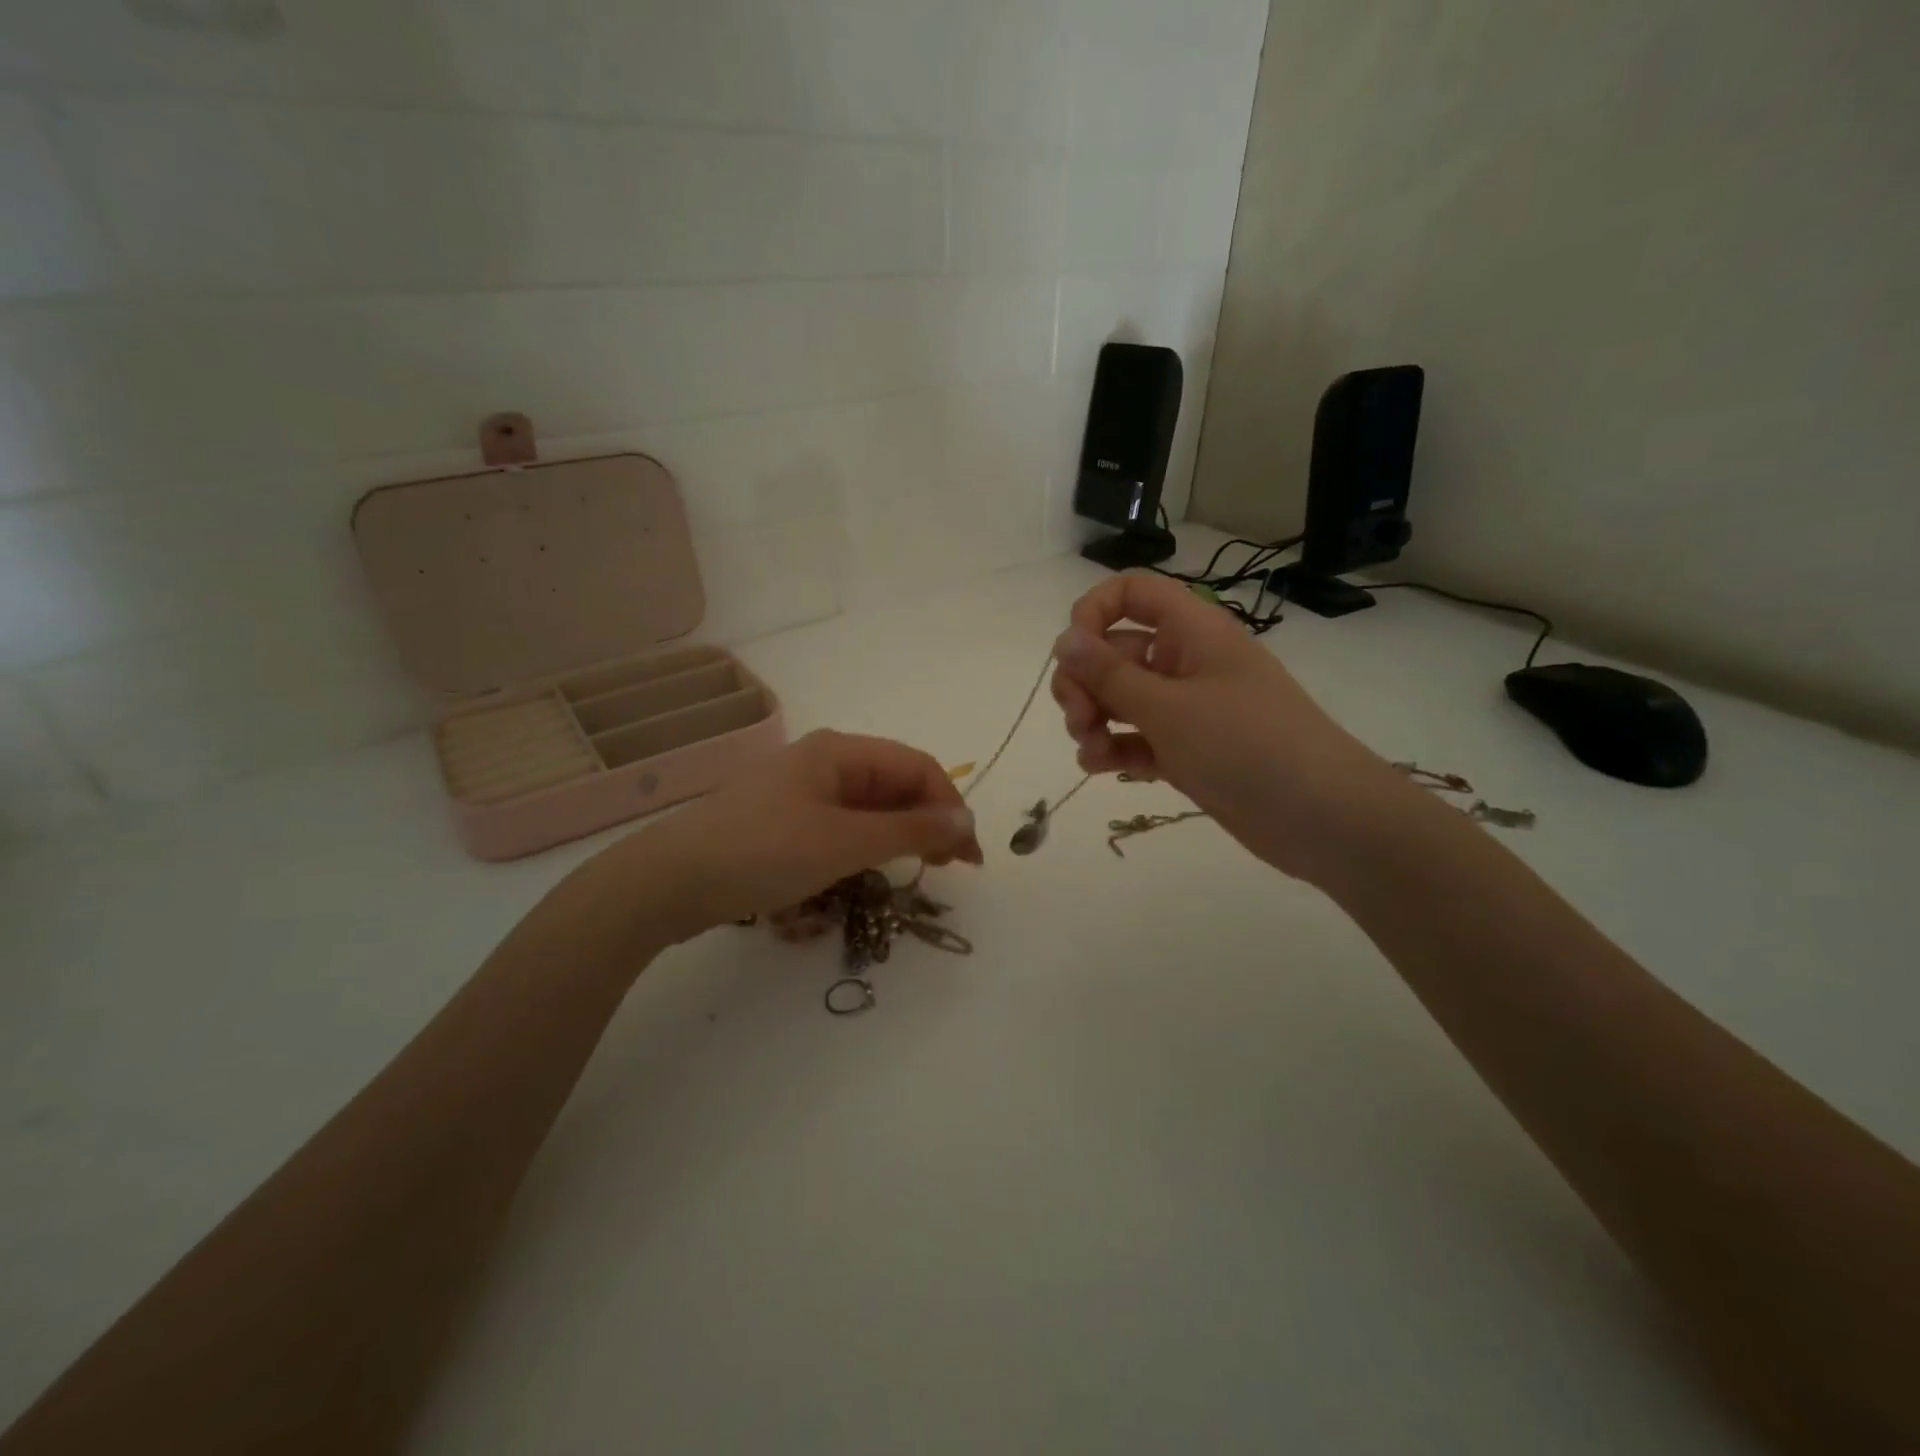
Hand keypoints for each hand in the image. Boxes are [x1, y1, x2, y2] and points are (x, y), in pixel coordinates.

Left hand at [586, 730, 982, 942]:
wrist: (668, 881)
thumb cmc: (764, 851)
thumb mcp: (845, 841)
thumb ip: (911, 830)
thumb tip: (967, 821)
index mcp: (840, 751)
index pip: (916, 767)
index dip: (950, 806)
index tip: (970, 855)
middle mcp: (824, 762)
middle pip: (894, 784)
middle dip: (928, 821)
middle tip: (952, 868)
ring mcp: (801, 792)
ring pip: (868, 807)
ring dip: (900, 835)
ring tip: (919, 871)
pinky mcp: (784, 821)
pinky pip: (841, 825)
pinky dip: (867, 844)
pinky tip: (872, 869)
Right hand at [1050, 572, 1401, 882]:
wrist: (1319, 817)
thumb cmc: (1244, 744)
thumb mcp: (1167, 706)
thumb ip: (1107, 673)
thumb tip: (1062, 639)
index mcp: (1191, 630)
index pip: (1132, 593)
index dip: (1094, 612)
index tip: (1072, 653)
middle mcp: (1185, 661)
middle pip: (1115, 651)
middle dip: (1085, 682)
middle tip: (1079, 718)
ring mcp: (1186, 708)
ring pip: (1121, 698)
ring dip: (1094, 719)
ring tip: (1092, 750)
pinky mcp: (1186, 750)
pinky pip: (1137, 737)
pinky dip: (1115, 748)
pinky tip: (1101, 767)